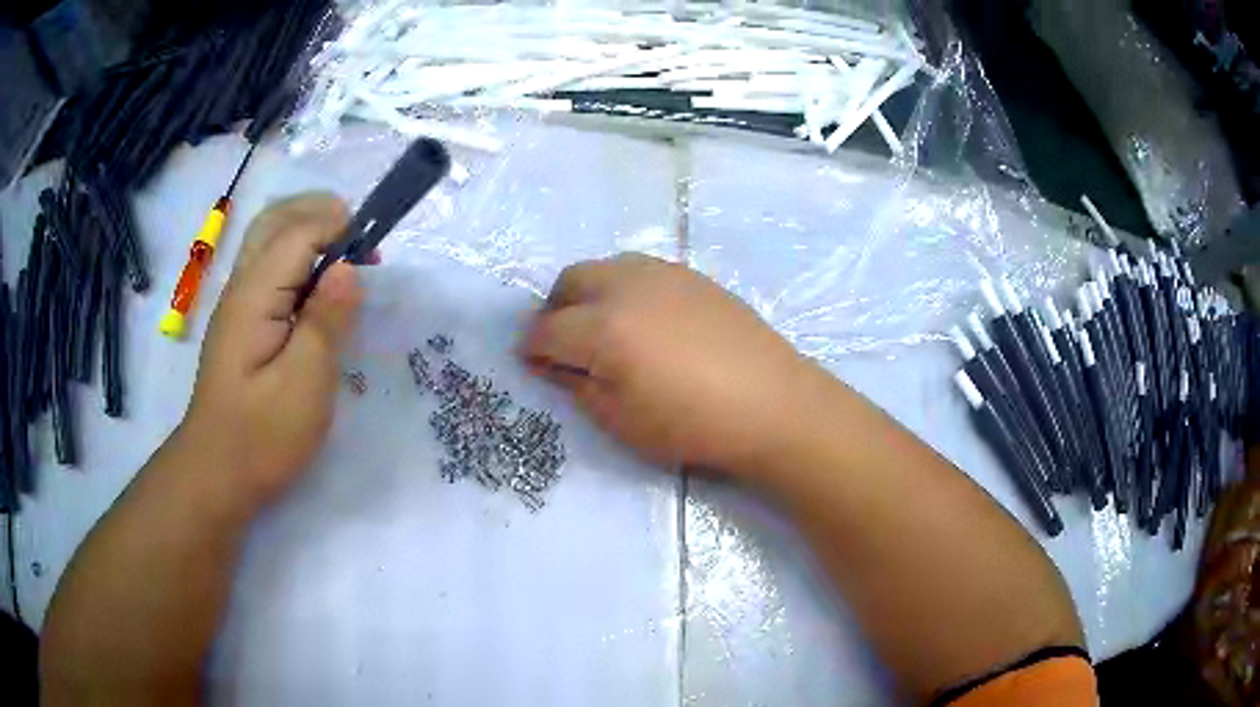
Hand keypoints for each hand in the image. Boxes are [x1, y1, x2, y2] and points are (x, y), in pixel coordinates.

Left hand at [181, 194, 362, 508]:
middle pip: (276, 218)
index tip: (374, 255)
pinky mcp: (241, 321)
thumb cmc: (262, 437)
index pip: (298, 231)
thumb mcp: (304, 385)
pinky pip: (268, 266)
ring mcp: (237, 302)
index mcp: (254, 295)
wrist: (216, 474)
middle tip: (360, 242)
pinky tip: (317, 288)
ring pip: (269, 238)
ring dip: (309, 230)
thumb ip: (326, 320)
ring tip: (344, 258)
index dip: (339, 227)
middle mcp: (241, 285)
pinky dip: (298, 257)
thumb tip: (347, 267)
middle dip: (321, 213)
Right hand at [521, 253, 822, 475]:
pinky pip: (641, 270)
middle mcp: (626, 286)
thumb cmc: (691, 424)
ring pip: (606, 267)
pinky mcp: (693, 275)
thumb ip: (577, 385)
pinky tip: (646, 320)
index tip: (530, 361)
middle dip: (555, 309)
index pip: (547, 329)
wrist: (771, 403)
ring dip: (589, 293)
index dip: (531, 347)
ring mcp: (663, 273)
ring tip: (602, 327)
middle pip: (570, 281)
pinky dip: (625, 288)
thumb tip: (552, 363)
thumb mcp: (620, 420)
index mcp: (602, 327)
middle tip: (562, 341)